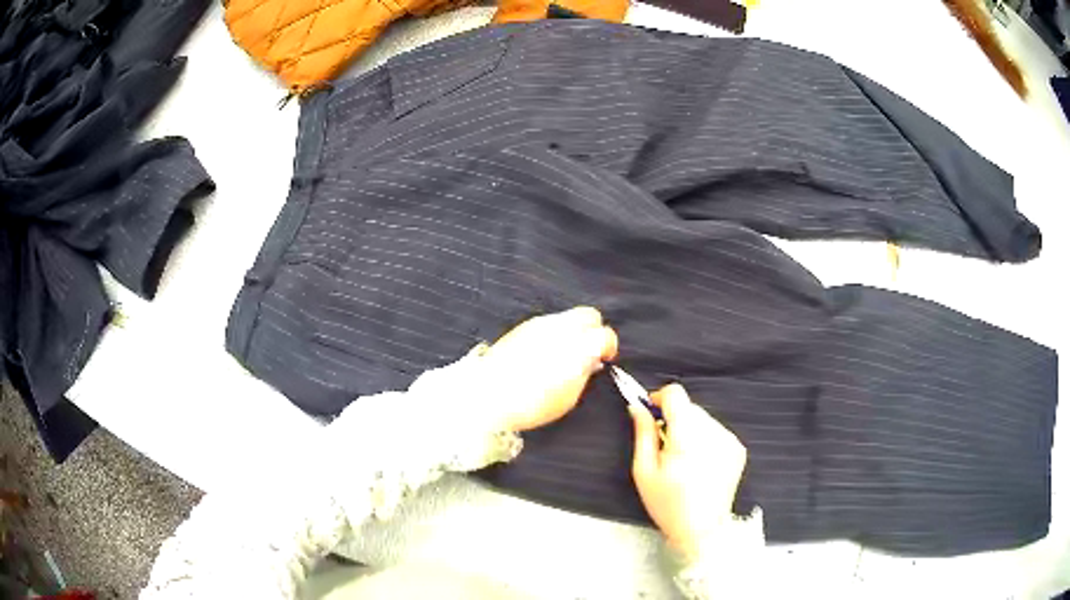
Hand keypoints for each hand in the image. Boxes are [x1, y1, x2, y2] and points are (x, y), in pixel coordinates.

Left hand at [483, 306, 617, 431]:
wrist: (488, 396)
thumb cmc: (533, 403)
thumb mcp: (569, 397)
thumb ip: (584, 374)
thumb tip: (592, 361)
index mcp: (579, 346)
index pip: (606, 334)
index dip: (609, 347)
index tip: (605, 360)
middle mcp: (561, 327)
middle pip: (589, 315)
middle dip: (594, 330)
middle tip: (588, 351)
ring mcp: (540, 323)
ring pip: (567, 317)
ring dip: (573, 331)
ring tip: (565, 354)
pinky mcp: (522, 326)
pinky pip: (548, 323)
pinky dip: (554, 333)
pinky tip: (545, 353)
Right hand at [630, 383, 746, 560]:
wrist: (702, 530)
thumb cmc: (668, 505)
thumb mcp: (644, 471)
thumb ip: (643, 433)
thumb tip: (637, 406)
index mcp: (687, 437)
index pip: (676, 394)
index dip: (659, 398)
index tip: (651, 414)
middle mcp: (712, 433)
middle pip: (690, 406)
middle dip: (674, 418)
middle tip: (664, 446)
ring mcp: (729, 440)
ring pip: (703, 418)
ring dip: (690, 429)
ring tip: (682, 459)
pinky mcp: (738, 448)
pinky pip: (716, 431)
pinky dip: (705, 439)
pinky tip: (699, 463)